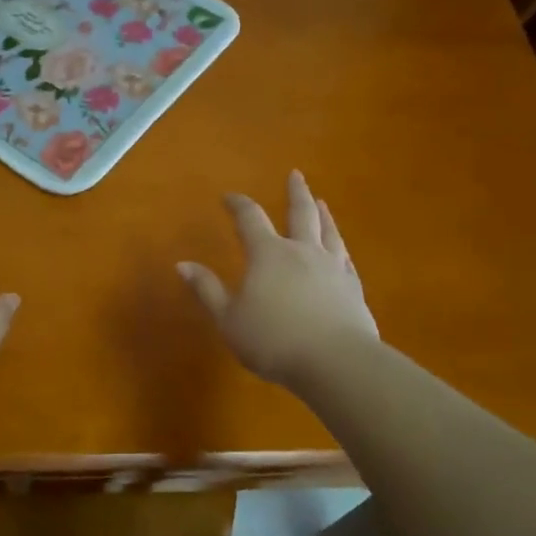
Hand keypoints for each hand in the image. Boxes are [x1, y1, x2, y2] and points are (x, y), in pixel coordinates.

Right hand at [178, 169, 378, 388]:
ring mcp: (332, 267)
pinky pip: (346, 258)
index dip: (238, 204)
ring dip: (323, 214)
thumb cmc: (273, 340)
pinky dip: (340, 247)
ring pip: (328, 231)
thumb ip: (207, 290)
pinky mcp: (353, 288)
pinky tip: (341, 249)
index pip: (250, 218)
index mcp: (268, 254)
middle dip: (295, 192)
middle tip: (295, 174)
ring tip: (321, 202)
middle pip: (300, 213)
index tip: (229, 197)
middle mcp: (302, 251)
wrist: (336, 361)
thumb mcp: (229, 319)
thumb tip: (183, 264)